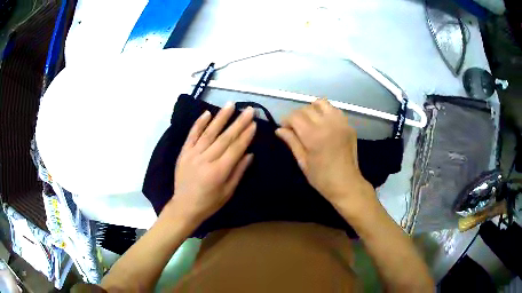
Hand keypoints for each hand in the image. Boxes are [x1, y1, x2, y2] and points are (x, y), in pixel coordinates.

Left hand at [166, 103, 255, 223]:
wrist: (184, 207)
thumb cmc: (209, 203)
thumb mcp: (228, 192)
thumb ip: (238, 172)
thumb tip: (249, 153)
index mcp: (218, 172)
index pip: (235, 148)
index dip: (246, 135)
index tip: (254, 123)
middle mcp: (206, 160)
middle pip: (225, 138)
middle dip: (238, 123)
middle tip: (249, 110)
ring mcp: (192, 154)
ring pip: (209, 133)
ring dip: (221, 117)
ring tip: (231, 105)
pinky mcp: (183, 153)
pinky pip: (191, 135)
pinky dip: (199, 123)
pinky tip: (207, 113)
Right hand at [276, 99, 375, 213]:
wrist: (347, 184)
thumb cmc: (322, 178)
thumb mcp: (302, 162)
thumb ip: (292, 142)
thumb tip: (279, 129)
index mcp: (314, 135)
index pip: (295, 116)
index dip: (286, 120)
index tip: (285, 129)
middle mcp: (327, 124)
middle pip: (307, 108)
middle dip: (297, 115)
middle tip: (296, 127)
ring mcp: (340, 123)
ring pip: (322, 103)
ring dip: (312, 109)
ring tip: (310, 122)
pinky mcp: (348, 125)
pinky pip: (334, 110)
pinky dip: (326, 112)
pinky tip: (324, 124)